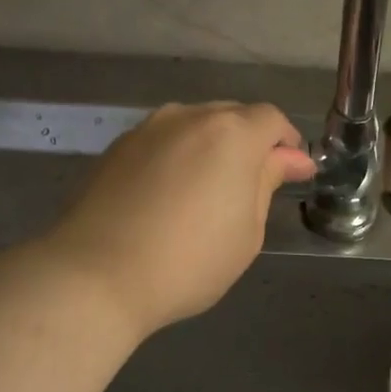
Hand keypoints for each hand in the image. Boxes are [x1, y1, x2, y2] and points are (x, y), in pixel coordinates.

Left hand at [49, 102, 314, 338]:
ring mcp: (148, 129)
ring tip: (211, 190)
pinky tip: (173, 194)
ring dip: (213, 147)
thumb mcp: (247, 230)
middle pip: (232, 116)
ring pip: (194, 125)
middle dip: (251, 143)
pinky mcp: (117, 148)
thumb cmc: (190, 261)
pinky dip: (179, 157)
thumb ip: (268, 182)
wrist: (97, 276)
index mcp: (231, 133)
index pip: (271, 119)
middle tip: (255, 186)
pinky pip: (163, 141)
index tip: (293, 175)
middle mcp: (189, 117)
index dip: (288, 144)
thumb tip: (291, 158)